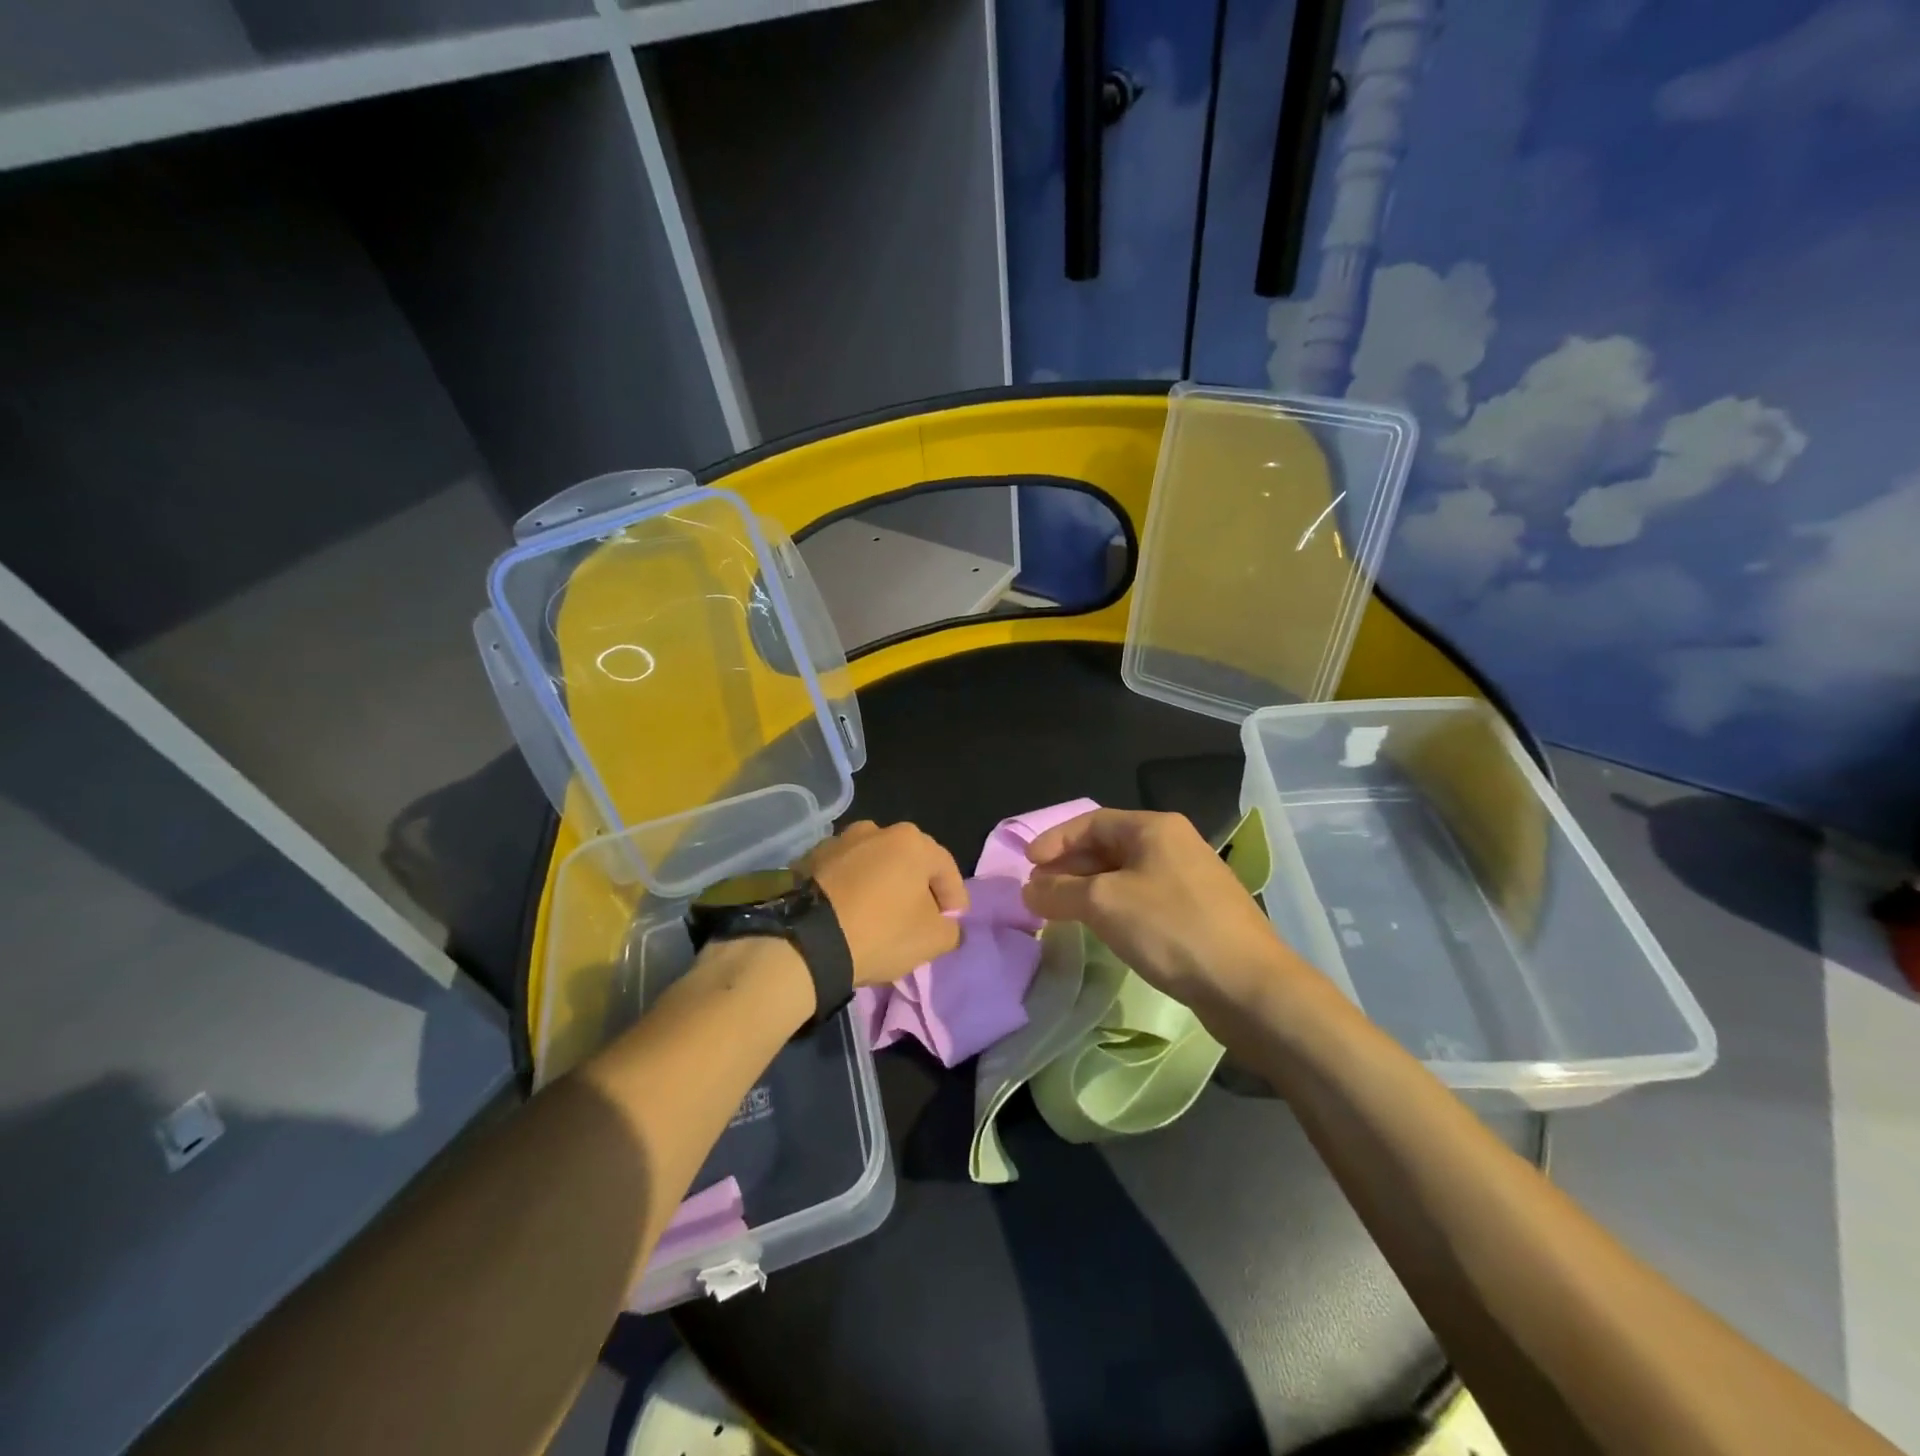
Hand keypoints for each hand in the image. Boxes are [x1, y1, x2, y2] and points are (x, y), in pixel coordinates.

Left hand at [805, 821, 967, 986]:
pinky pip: (842, 874)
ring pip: (872, 864)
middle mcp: (875, 830)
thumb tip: (947, 925)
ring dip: (880, 884)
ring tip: (879, 914)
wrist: (809, 941)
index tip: (952, 922)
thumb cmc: (881, 932)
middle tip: (919, 917)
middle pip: (908, 861)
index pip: (945, 868)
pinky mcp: (809, 860)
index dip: (955, 897)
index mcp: (911, 842)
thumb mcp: (933, 940)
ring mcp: (838, 842)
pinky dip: (850, 889)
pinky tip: (849, 913)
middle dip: (917, 887)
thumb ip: (951, 929)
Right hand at [1022, 808, 1304, 1012]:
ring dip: (1089, 889)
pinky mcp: (1199, 912)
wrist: (1250, 986)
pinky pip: (1144, 898)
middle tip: (1038, 891)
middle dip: (1069, 866)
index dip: (1054, 840)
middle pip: (1108, 846)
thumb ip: (1060, 891)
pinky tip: (1103, 929)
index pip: (1091, 822)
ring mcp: (1190, 878)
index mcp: (1154, 828)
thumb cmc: (1172, 929)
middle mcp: (1174, 844)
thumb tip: (1029, 890)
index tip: (1027, 865)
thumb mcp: (1104, 904)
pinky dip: (1115, 906)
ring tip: (1062, 911)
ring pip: (1125, 874)